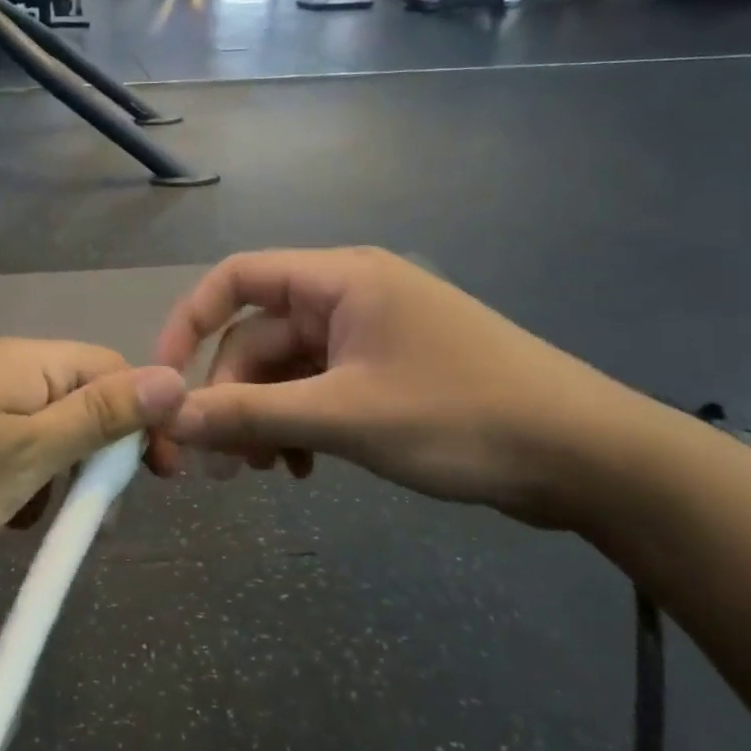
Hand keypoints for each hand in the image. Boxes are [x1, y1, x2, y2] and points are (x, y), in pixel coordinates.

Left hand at [0, 341, 186, 572]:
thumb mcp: (26, 456)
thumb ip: (99, 417)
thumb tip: (173, 376)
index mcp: (25, 360)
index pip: (113, 369)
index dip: (145, 419)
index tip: (157, 482)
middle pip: (74, 398)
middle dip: (93, 455)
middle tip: (90, 518)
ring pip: (35, 429)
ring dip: (49, 474)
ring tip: (27, 522)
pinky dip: (7, 480)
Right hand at [150, 248, 661, 527]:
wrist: (586, 457)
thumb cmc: (461, 416)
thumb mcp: (345, 417)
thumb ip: (252, 414)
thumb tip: (172, 417)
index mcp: (340, 279)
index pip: (237, 278)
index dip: (189, 322)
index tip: (164, 379)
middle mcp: (349, 296)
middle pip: (259, 336)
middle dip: (232, 395)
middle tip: (216, 461)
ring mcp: (371, 336)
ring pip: (288, 370)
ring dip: (265, 417)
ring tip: (261, 472)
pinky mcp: (389, 373)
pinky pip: (321, 390)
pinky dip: (301, 425)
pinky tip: (303, 469)